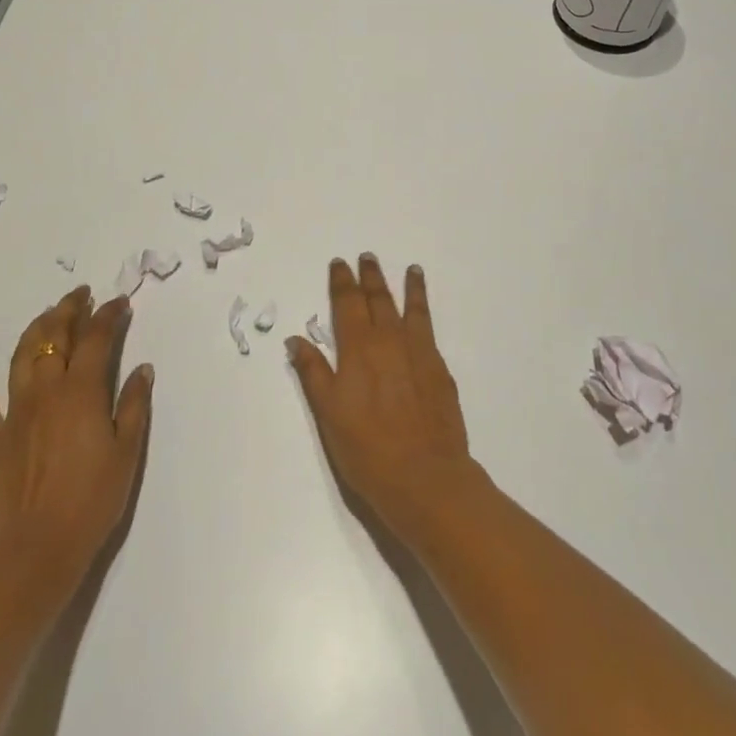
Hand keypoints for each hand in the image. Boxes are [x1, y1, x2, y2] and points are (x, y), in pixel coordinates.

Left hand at [0, 287, 152, 612]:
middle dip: (68, 310)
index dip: (109, 315)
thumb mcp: (128, 450)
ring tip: (47, 318)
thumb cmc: (94, 499)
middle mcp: (46, 392)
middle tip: (80, 296)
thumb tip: (142, 368)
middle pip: (54, 337)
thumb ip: (135, 404)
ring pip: (21, 358)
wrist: (39, 551)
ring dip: (35, 331)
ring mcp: (15, 414)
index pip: (97, 338)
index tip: (120, 302)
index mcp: (82, 391)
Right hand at [287, 254, 483, 541]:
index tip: (340, 264)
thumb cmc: (367, 449)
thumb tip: (295, 339)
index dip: (342, 282)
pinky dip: (426, 313)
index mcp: (359, 348)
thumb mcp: (328, 413)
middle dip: (371, 276)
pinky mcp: (440, 370)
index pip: (348, 303)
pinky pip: (430, 330)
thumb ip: (313, 372)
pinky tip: (424, 314)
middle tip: (367, 257)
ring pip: (412, 309)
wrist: (425, 477)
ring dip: (409, 286)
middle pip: (380, 299)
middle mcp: (390, 341)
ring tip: (411, 269)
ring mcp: (419, 353)